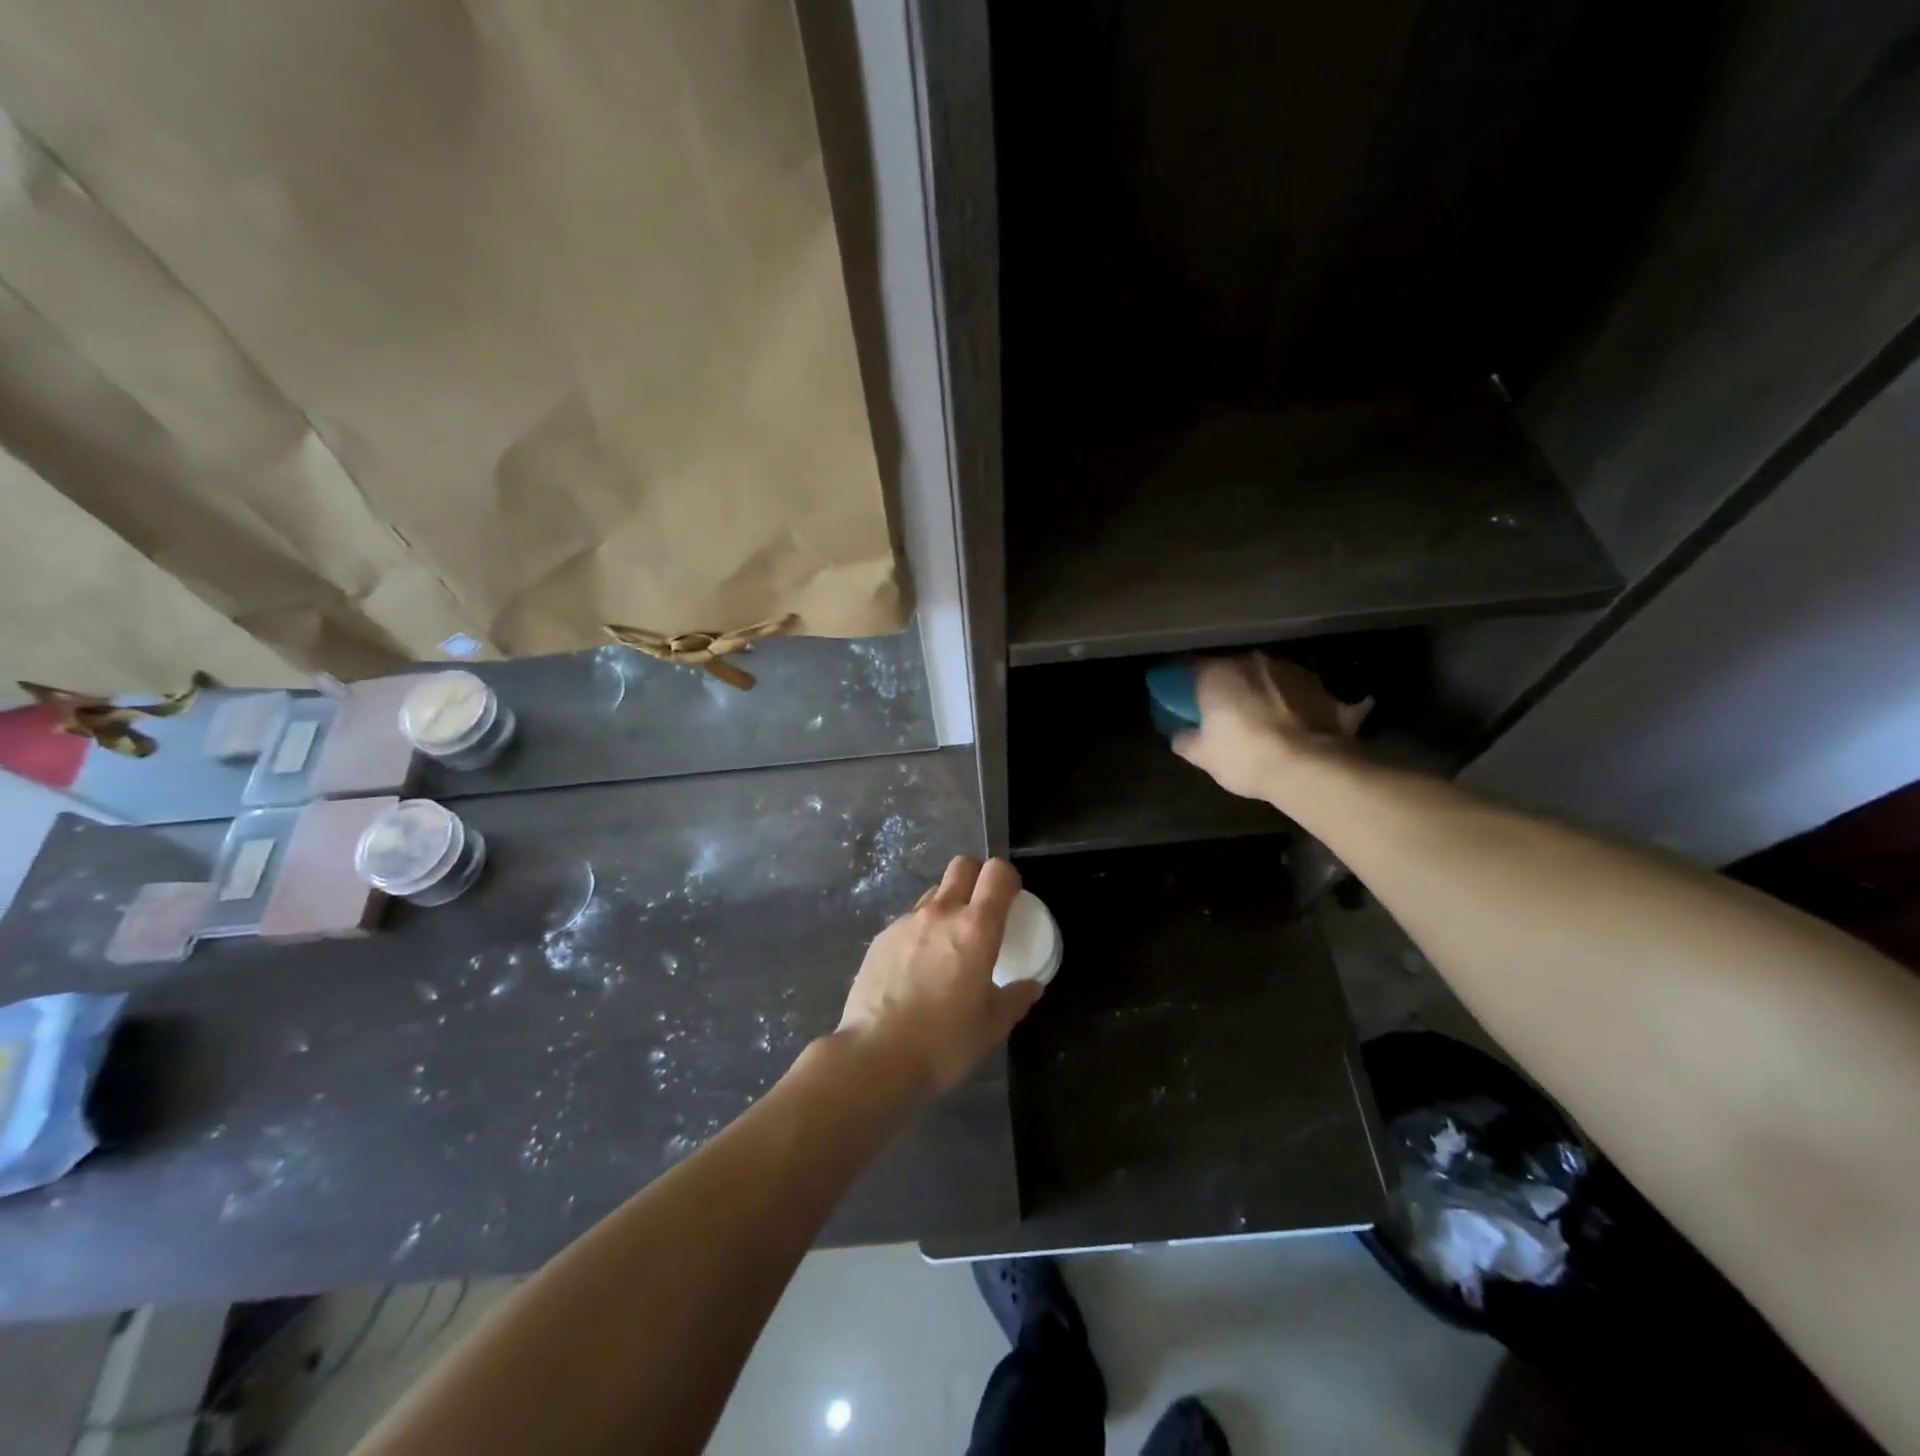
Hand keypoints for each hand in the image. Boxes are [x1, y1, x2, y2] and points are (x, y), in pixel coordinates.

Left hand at [836, 856, 1042, 1096]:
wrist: (874, 1055)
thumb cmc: (942, 1042)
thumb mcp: (991, 1027)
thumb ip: (1014, 999)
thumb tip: (1031, 987)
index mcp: (976, 929)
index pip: (997, 874)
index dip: (1009, 878)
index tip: (1012, 898)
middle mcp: (941, 913)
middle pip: (963, 866)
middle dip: (977, 876)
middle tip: (983, 908)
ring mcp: (906, 922)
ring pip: (934, 893)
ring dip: (948, 905)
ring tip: (948, 943)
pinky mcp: (881, 937)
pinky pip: (910, 920)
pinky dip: (921, 931)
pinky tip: (917, 967)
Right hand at [1173, 654, 1369, 801]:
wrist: (1314, 768)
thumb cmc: (1247, 756)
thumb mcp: (1204, 757)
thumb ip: (1186, 740)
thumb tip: (1181, 734)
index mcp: (1218, 673)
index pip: (1190, 667)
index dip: (1183, 683)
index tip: (1180, 697)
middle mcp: (1253, 661)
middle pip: (1232, 669)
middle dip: (1226, 686)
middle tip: (1221, 709)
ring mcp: (1292, 670)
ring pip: (1267, 677)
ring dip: (1261, 691)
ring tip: (1261, 718)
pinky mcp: (1323, 687)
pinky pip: (1297, 693)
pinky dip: (1293, 704)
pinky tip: (1294, 726)